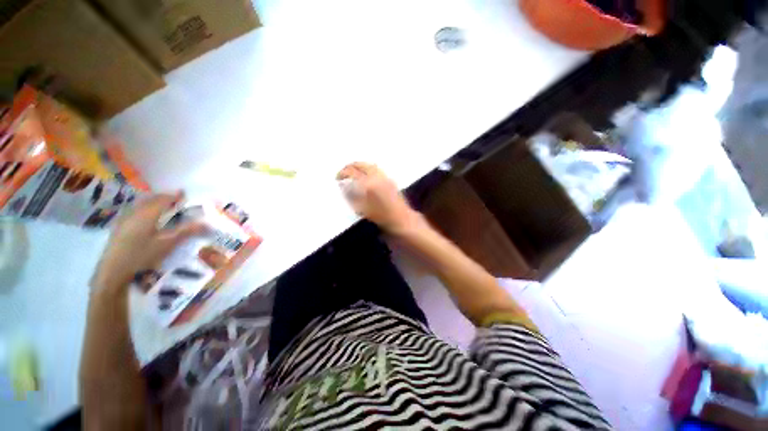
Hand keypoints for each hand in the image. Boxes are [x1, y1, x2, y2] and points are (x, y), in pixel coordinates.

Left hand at [91, 192, 205, 292]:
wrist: (113, 270)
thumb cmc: (142, 255)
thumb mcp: (167, 244)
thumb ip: (186, 231)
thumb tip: (206, 223)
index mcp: (148, 213)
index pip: (163, 199)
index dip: (174, 196)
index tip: (184, 194)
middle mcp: (135, 212)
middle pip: (151, 199)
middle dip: (164, 198)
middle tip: (175, 200)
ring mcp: (125, 218)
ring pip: (141, 204)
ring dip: (153, 203)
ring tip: (163, 207)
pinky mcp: (119, 226)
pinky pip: (135, 211)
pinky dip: (145, 209)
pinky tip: (147, 218)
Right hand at [337, 162, 423, 235]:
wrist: (401, 218)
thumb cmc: (380, 216)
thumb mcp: (361, 208)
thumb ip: (351, 195)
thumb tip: (343, 186)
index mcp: (368, 183)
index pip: (352, 173)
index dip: (342, 174)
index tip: (337, 178)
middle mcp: (376, 176)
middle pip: (361, 165)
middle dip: (350, 166)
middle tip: (343, 172)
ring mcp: (384, 176)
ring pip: (369, 165)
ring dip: (359, 165)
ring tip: (352, 171)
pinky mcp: (389, 179)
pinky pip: (376, 168)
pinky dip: (367, 168)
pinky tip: (364, 174)